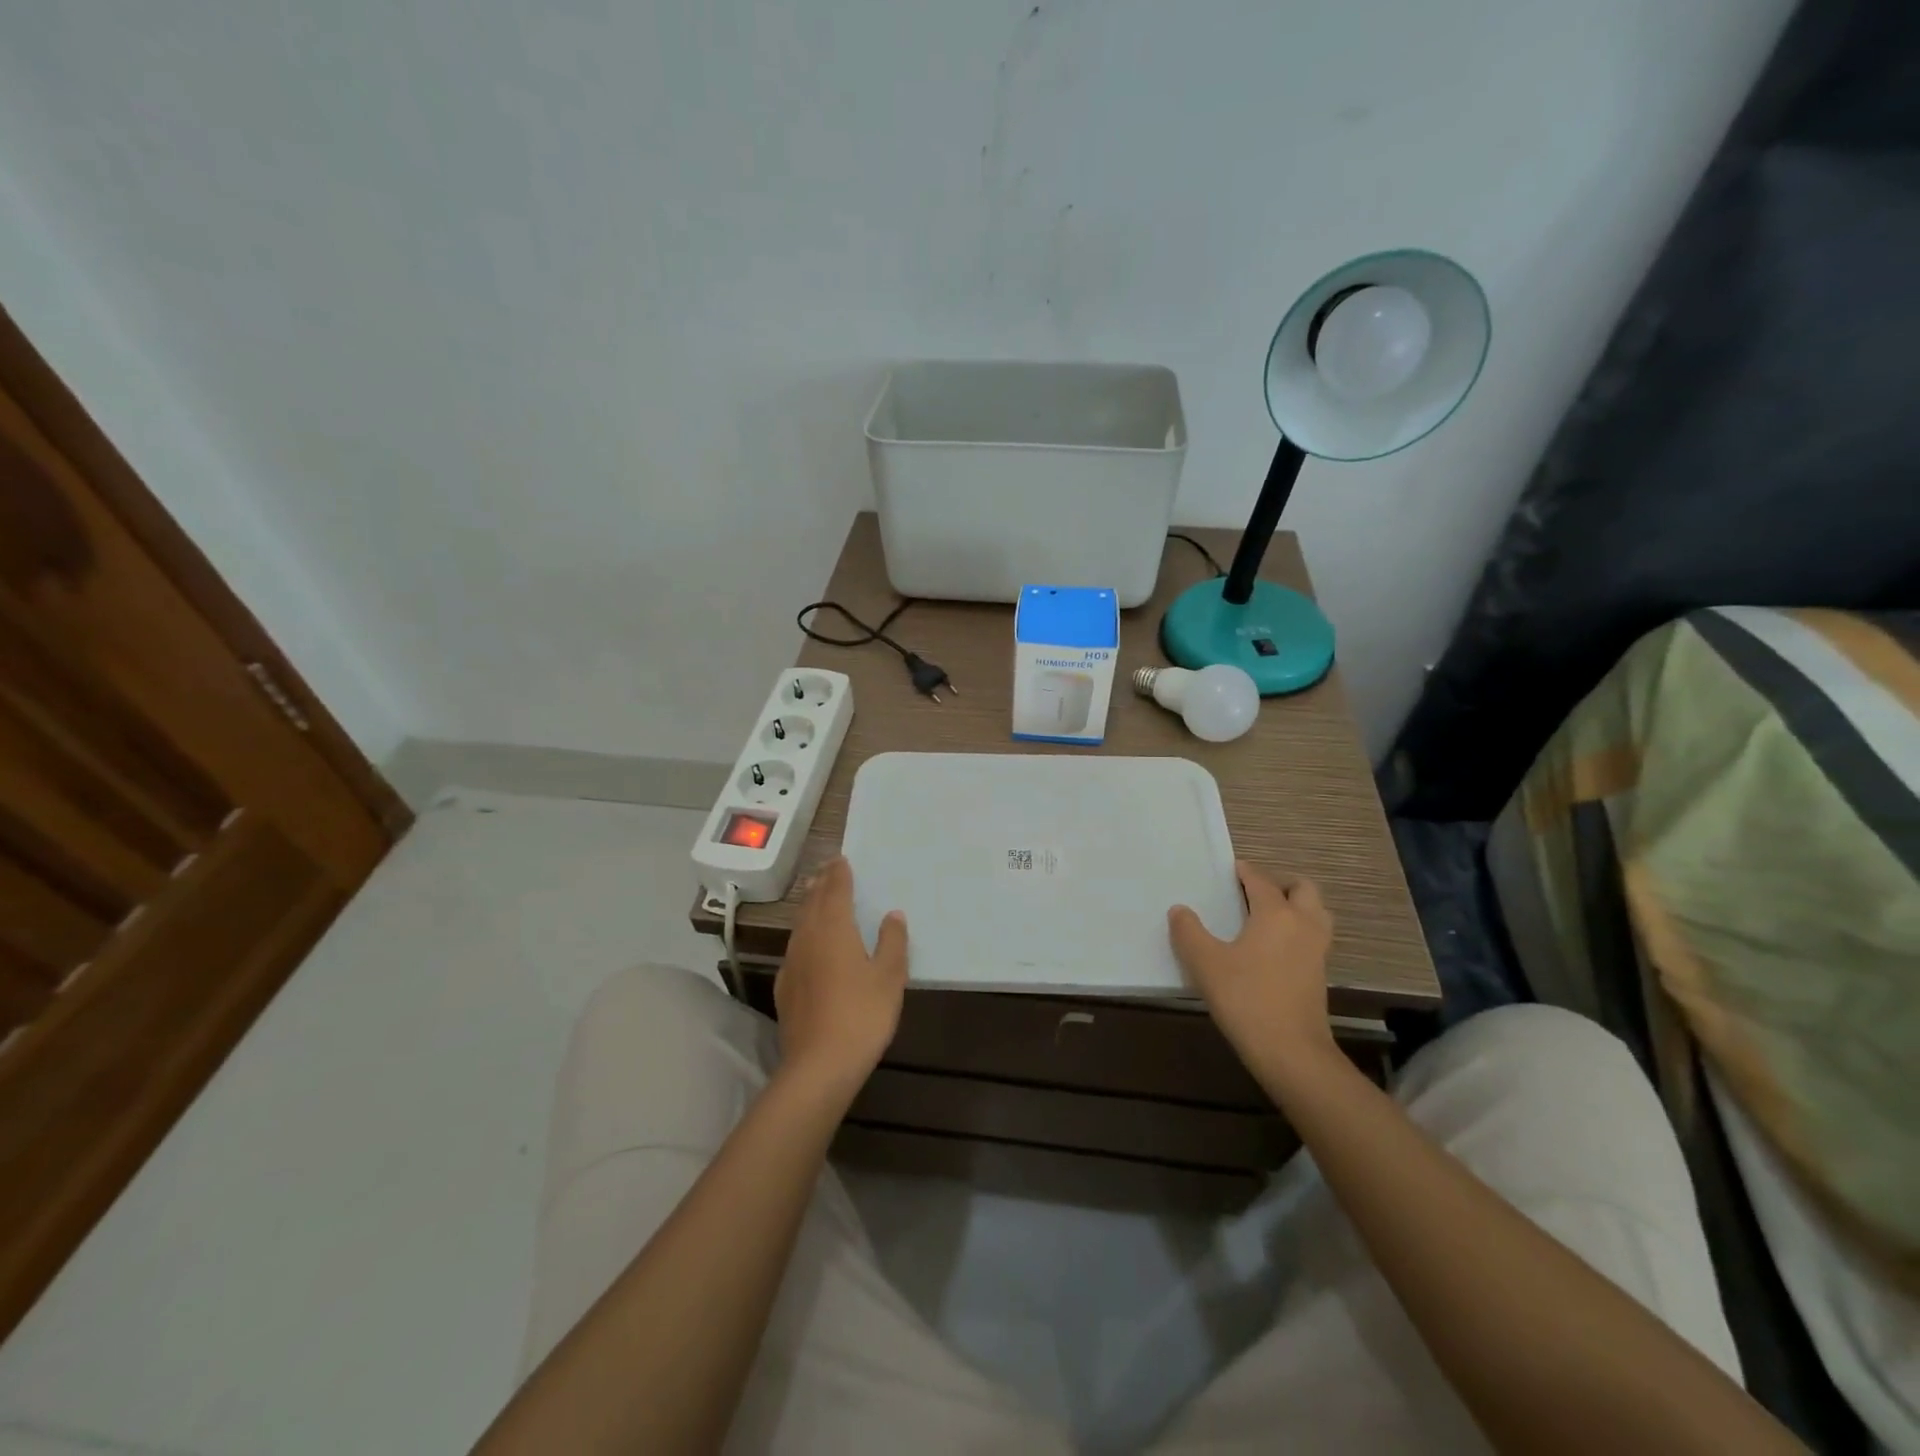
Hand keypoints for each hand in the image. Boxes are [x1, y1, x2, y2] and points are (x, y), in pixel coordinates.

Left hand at [774, 858, 907, 1099]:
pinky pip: (795, 947)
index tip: (841, 860)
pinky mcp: (785, 988)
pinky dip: (803, 933)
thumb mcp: (890, 977)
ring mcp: (792, 963)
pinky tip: (808, 945)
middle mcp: (808, 939)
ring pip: (800, 924)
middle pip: (812, 903)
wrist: (819, 1065)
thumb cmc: (862, 1014)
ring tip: (817, 896)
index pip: (835, 891)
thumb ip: (892, 941)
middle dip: (821, 884)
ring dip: (809, 906)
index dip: (839, 874)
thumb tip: (893, 914)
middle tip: (828, 870)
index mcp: (834, 929)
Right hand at [1169, 861, 1335, 1075]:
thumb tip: (1180, 910)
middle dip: (1280, 883)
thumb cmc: (1246, 999)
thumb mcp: (1205, 963)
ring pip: (1315, 912)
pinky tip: (1273, 947)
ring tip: (1267, 916)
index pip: (1261, 880)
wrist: (1291, 1052)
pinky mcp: (1320, 975)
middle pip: (1303, 888)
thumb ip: (1189, 932)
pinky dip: (1298, 930)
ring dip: (1296, 905)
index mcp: (1276, 913)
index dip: (1244, 872)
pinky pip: (1313, 936)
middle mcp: (1302, 924)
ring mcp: (1317, 950)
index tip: (1230, 869)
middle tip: (1254, 891)